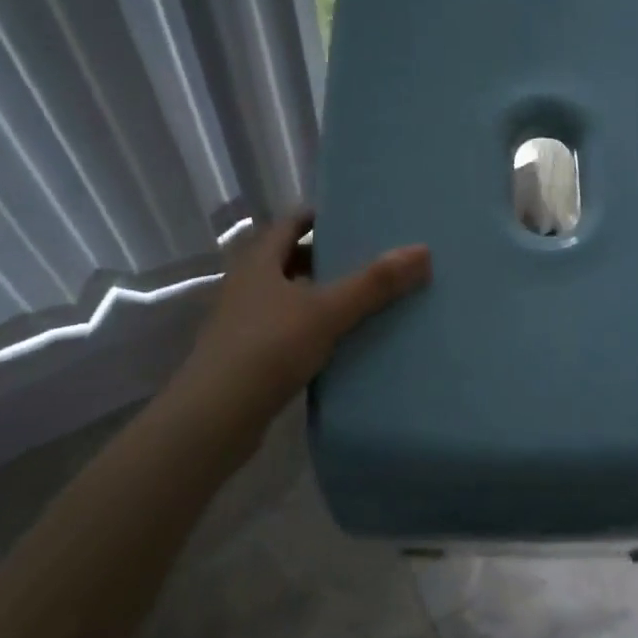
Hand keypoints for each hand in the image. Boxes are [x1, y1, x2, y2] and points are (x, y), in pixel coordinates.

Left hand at [182, 212, 429, 431]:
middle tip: (368, 258)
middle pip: (290, 260)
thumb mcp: (327, 311)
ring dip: (319, 295)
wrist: (214, 419)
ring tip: (363, 299)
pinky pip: (287, 330)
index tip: (354, 218)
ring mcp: (244, 323)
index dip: (320, 217)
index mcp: (259, 262)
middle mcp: (247, 286)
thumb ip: (374, 283)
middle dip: (326, 258)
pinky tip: (340, 342)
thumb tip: (422, 250)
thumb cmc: (268, 349)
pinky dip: (312, 329)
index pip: (290, 223)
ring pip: (289, 297)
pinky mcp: (248, 357)